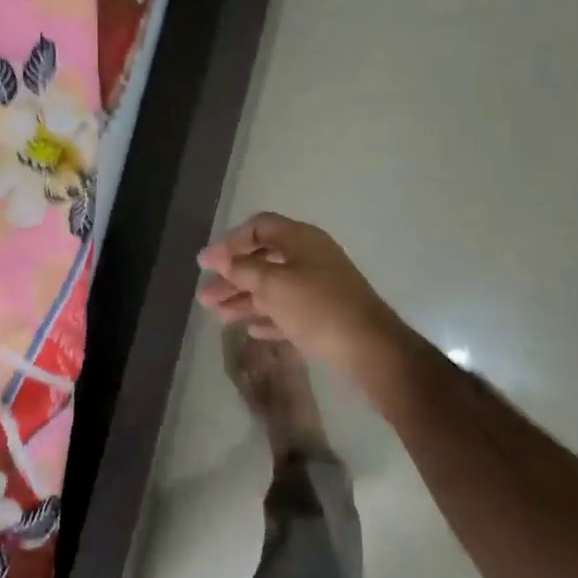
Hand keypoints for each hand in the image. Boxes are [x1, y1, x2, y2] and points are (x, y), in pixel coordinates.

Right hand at [198, 212, 403, 376]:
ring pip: (274, 287)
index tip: (206, 264)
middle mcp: (310, 257)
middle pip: (263, 259)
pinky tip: (250, 329)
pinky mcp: (325, 315)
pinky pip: (288, 310)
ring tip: (219, 316)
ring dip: (245, 299)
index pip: (258, 227)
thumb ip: (242, 269)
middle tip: (205, 296)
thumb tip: (219, 259)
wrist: (371, 350)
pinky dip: (268, 315)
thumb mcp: (273, 285)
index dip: (229, 242)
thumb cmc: (317, 308)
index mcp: (301, 239)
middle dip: (232, 277)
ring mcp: (320, 287)